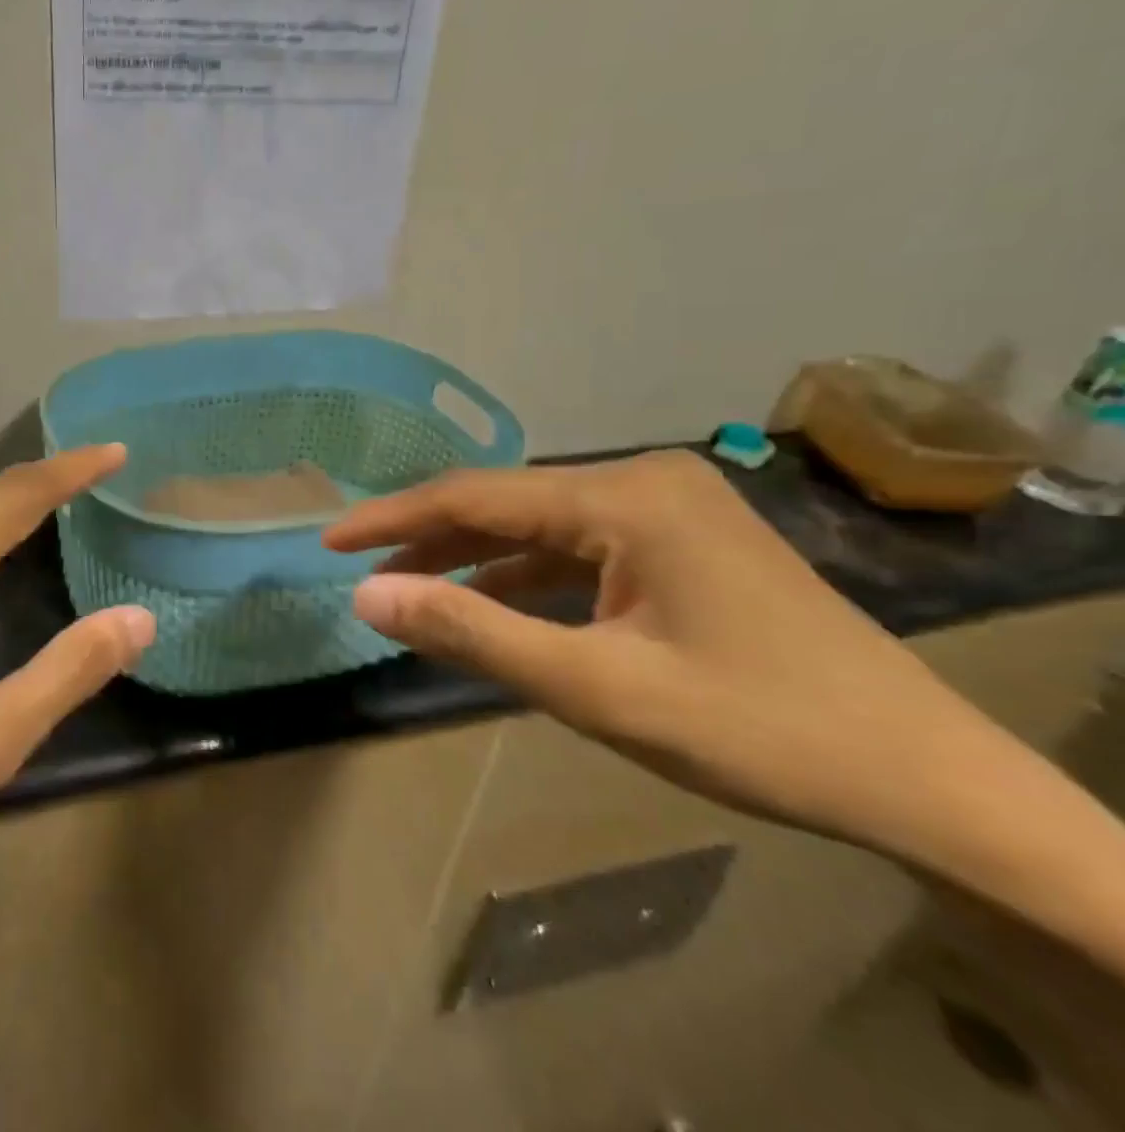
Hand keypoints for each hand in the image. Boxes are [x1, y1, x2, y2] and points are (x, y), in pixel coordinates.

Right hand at [323, 450, 1007, 857]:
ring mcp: (667, 507)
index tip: (330, 540)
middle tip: (362, 568)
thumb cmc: (758, 730)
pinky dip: (527, 576)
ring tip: (410, 588)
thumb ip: (472, 632)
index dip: (393, 518)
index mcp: (624, 496)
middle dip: (430, 538)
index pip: (475, 496)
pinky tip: (491, 602)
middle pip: (506, 504)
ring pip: (539, 526)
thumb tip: (367, 594)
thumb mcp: (596, 687)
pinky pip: (579, 548)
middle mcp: (642, 480)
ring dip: (475, 559)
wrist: (932, 781)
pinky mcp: (681, 541)